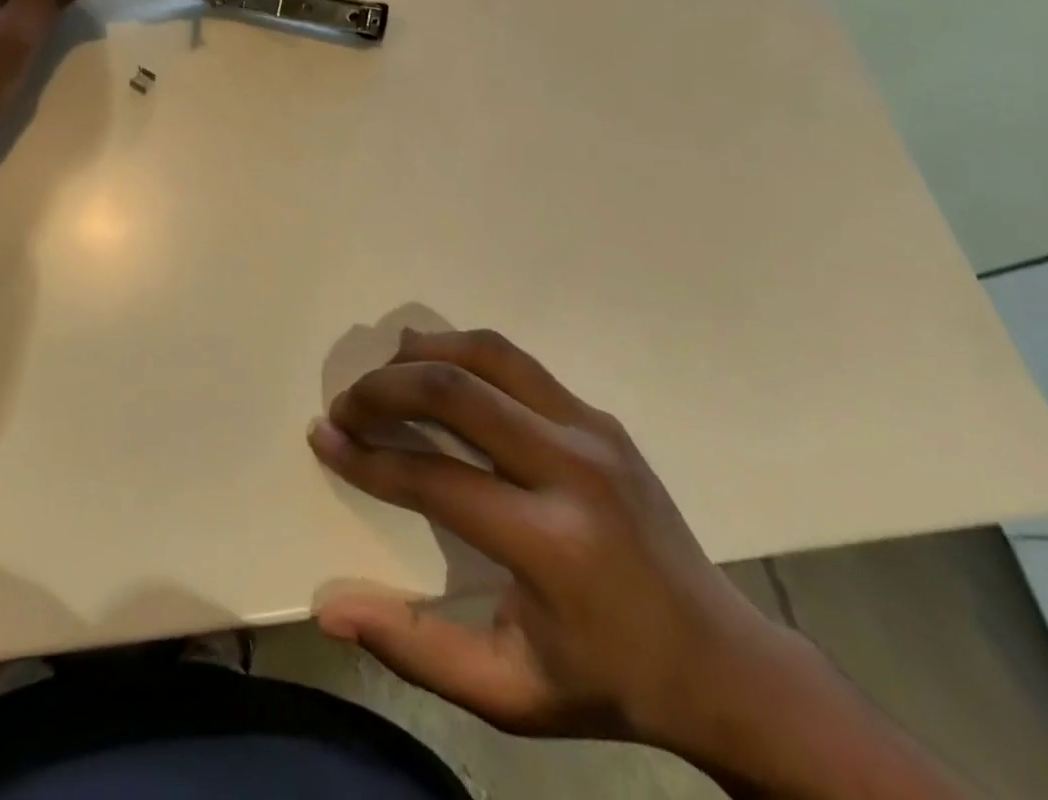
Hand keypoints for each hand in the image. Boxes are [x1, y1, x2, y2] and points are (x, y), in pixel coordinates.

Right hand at [307, 329, 801, 759]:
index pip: (434, 478)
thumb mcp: (509, 694)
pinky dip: (463, 356)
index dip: (366, 457)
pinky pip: (516, 364)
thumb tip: (330, 607)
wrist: (723, 663)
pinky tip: (437, 372)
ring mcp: (593, 431)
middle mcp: (574, 470)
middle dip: (384, 388)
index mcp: (553, 546)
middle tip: (346, 405)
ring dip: (423, 354)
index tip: (323, 437)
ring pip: (489, 354)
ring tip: (383, 375)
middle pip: (456, 391)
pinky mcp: (599, 417)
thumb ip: (414, 651)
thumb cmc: (608, 683)